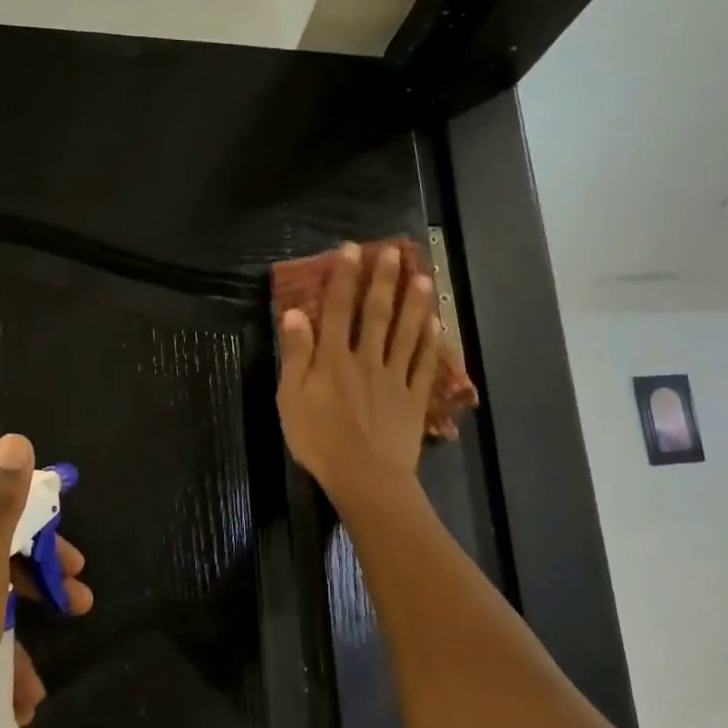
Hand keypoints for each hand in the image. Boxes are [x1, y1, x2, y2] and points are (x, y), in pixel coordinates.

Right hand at [276, 242, 440, 508]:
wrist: (366, 478)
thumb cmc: (320, 441)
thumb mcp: (291, 399)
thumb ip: (295, 355)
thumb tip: (295, 313)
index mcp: (333, 359)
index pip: (337, 309)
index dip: (343, 277)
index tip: (351, 249)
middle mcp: (366, 359)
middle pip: (376, 314)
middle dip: (383, 280)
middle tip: (394, 251)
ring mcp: (394, 378)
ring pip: (405, 333)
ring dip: (413, 303)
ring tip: (422, 275)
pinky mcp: (414, 399)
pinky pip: (423, 365)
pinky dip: (429, 343)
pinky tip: (435, 324)